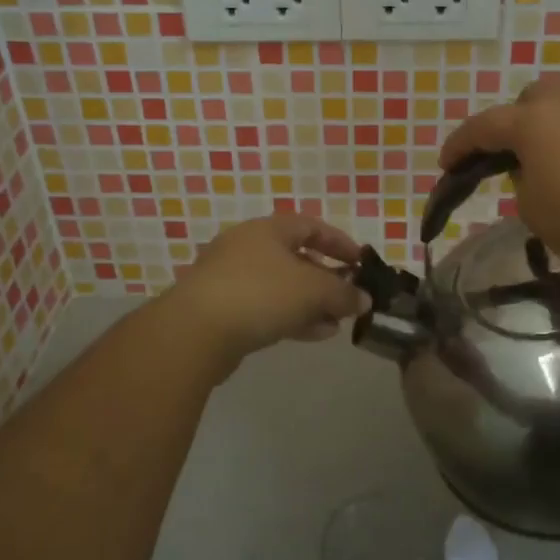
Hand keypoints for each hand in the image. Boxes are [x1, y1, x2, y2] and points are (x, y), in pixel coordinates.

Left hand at [164, 214, 366, 366]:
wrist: (194, 332)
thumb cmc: (260, 294)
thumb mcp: (313, 290)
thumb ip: (343, 293)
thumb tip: (364, 299)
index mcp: (268, 229)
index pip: (311, 226)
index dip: (340, 242)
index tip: (361, 263)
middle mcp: (247, 247)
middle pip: (296, 257)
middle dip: (327, 278)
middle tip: (349, 296)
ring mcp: (231, 278)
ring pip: (282, 286)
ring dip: (312, 302)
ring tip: (337, 322)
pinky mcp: (222, 309)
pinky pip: (266, 307)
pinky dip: (292, 316)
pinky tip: (315, 334)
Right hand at [440, 78, 559, 282]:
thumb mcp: (532, 208)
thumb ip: (521, 178)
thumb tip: (533, 166)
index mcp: (532, 119)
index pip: (483, 126)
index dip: (459, 145)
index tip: (446, 163)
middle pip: (527, 101)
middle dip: (512, 125)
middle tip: (508, 158)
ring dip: (549, 123)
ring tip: (550, 157)